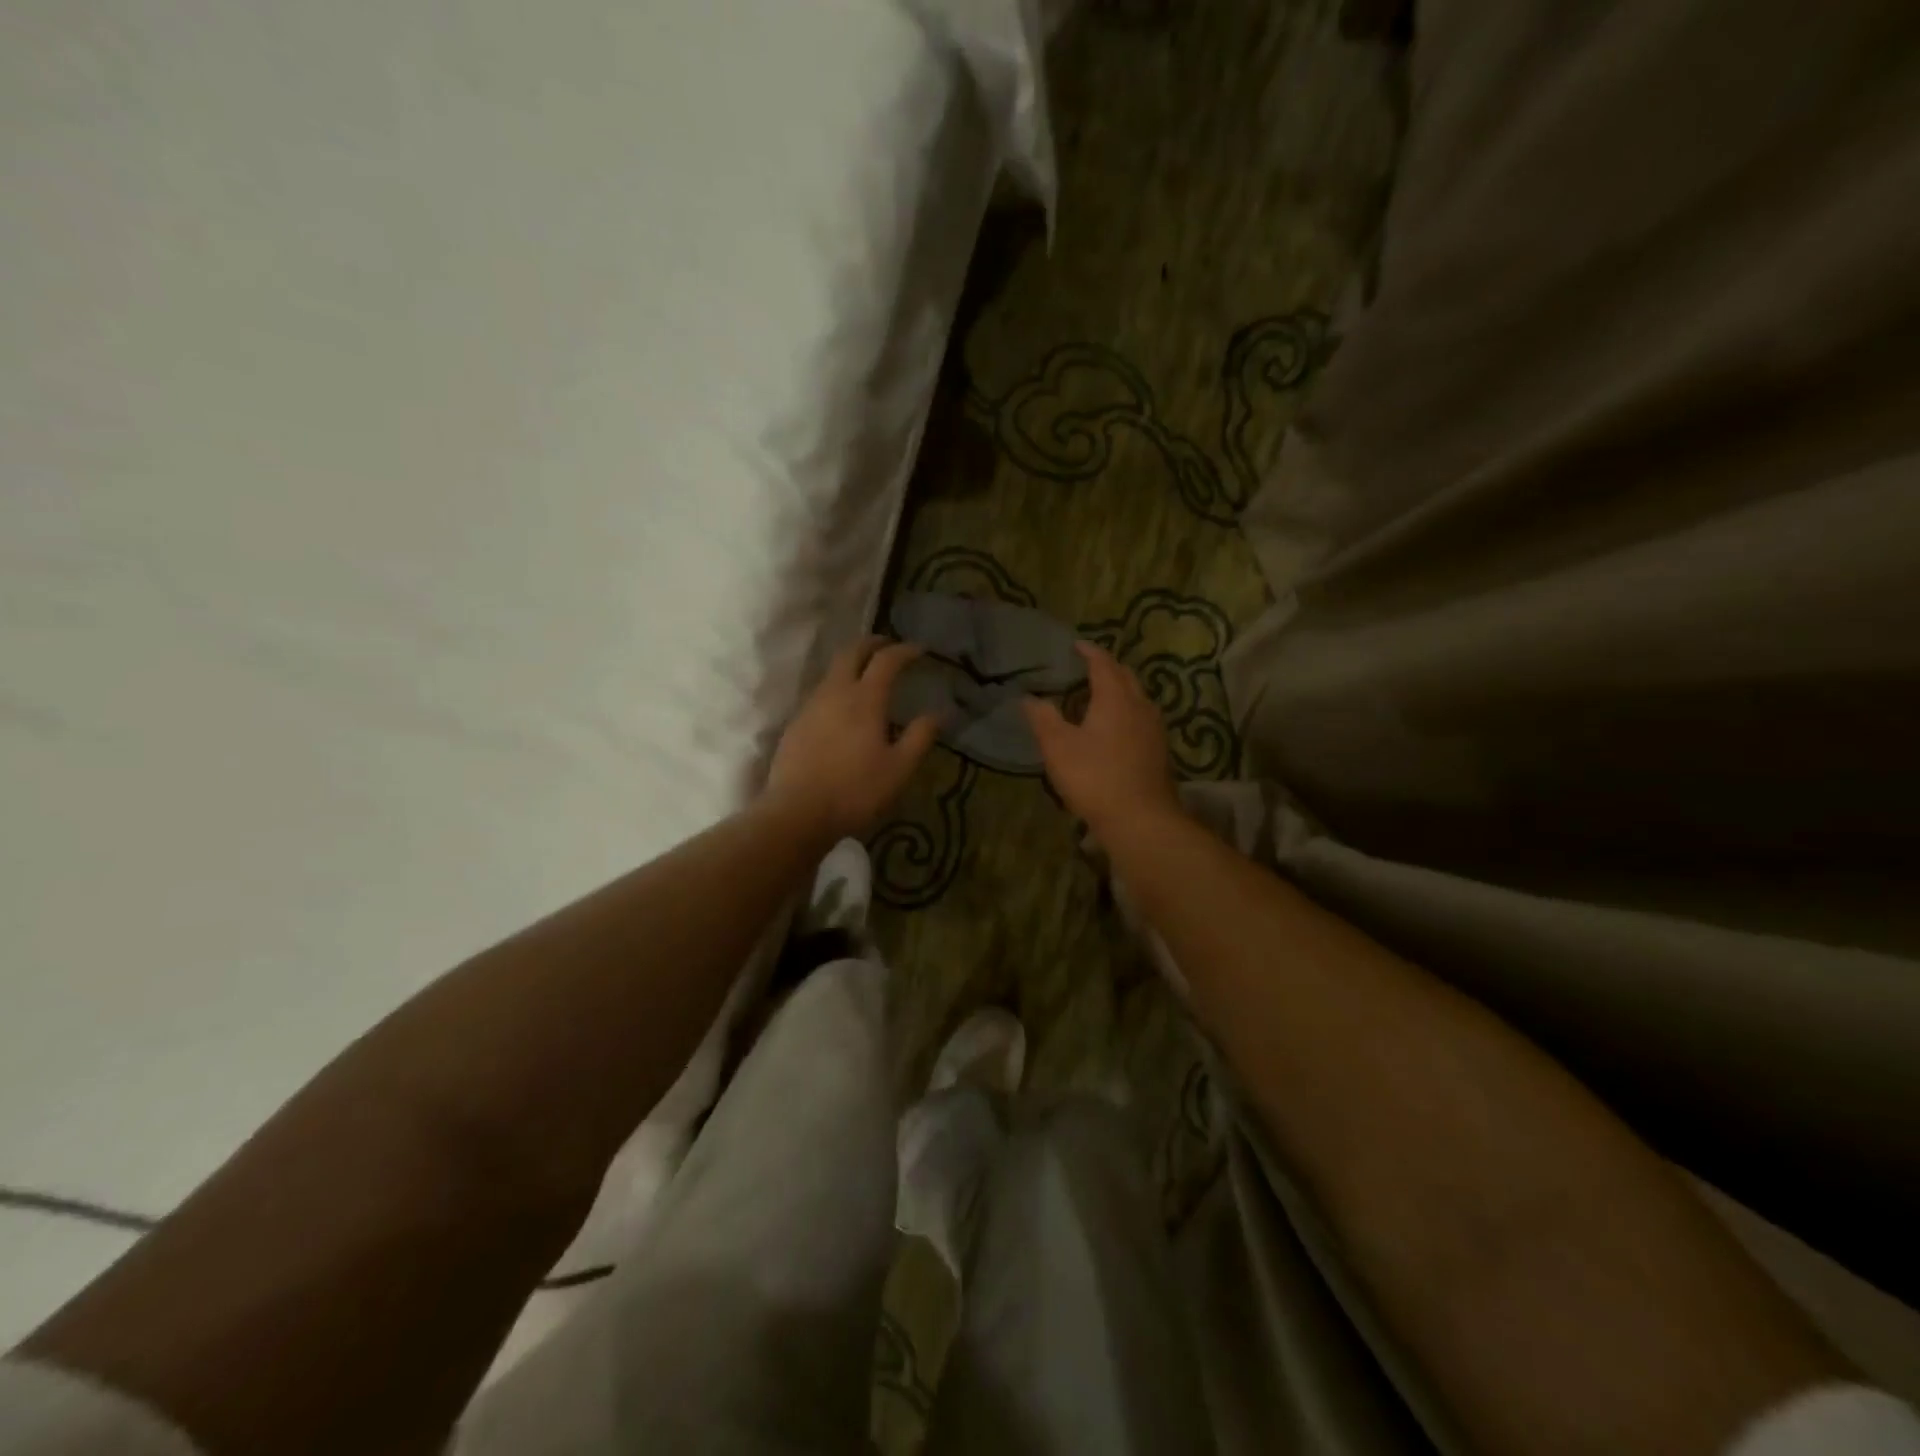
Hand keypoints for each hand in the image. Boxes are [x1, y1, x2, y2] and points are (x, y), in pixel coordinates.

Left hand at [767, 637, 941, 841]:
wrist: (797, 813)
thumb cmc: (856, 791)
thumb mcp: (899, 768)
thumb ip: (920, 736)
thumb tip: (940, 712)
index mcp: (864, 699)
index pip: (886, 660)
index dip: (905, 650)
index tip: (920, 650)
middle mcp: (835, 693)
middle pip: (851, 653)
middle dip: (872, 643)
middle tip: (888, 645)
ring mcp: (810, 707)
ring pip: (832, 672)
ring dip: (852, 664)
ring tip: (867, 674)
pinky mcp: (796, 724)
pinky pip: (820, 693)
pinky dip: (837, 687)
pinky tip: (843, 708)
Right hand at [1023, 642, 1181, 835]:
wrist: (1141, 819)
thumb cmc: (1095, 777)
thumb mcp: (1058, 747)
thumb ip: (1043, 718)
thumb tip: (1029, 698)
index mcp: (1115, 698)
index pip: (1103, 663)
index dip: (1089, 652)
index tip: (1076, 646)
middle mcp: (1140, 705)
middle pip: (1125, 676)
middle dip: (1107, 668)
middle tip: (1087, 668)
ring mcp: (1154, 729)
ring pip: (1137, 697)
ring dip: (1119, 690)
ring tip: (1100, 695)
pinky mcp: (1159, 750)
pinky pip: (1142, 718)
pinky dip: (1127, 711)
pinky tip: (1116, 727)